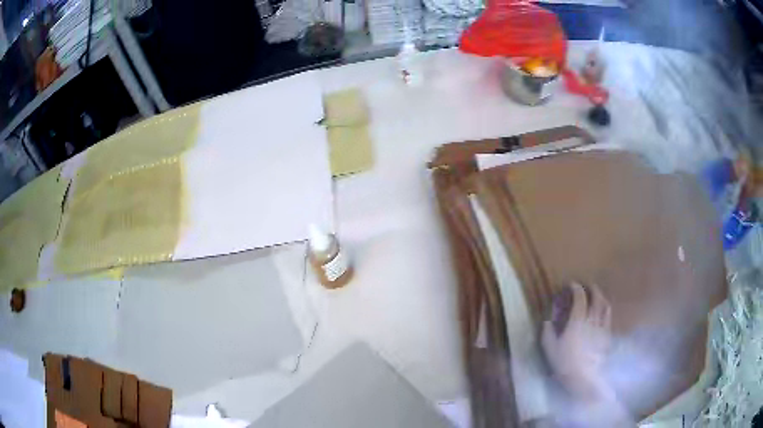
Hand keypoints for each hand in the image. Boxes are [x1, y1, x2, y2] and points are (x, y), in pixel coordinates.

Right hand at [541, 283, 611, 400]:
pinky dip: (606, 311)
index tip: (572, 284)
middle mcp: (592, 320)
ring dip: (602, 298)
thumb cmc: (565, 363)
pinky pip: (609, 318)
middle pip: (597, 298)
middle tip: (588, 286)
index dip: (576, 289)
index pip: (580, 298)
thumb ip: (547, 332)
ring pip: (605, 306)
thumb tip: (547, 320)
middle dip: (592, 289)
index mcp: (578, 320)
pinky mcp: (607, 336)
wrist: (585, 378)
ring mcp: (602, 327)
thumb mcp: (550, 349)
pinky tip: (603, 314)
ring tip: (598, 296)